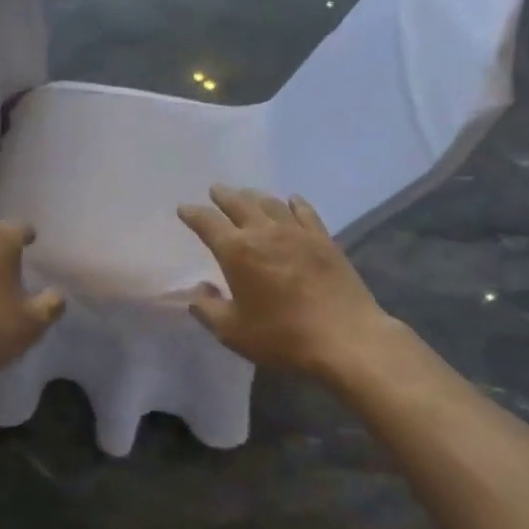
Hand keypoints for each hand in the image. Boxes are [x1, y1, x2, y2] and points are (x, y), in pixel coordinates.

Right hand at [177, 185, 393, 378]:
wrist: (345, 338)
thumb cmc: (282, 336)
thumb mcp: (232, 331)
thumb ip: (207, 308)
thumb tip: (198, 290)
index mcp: (236, 251)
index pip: (207, 223)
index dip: (193, 214)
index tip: (184, 209)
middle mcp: (264, 232)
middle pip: (239, 203)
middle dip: (223, 196)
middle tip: (215, 190)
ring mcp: (297, 233)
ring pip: (270, 203)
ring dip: (254, 196)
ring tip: (247, 194)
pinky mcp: (324, 240)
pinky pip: (305, 212)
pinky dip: (294, 203)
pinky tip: (291, 200)